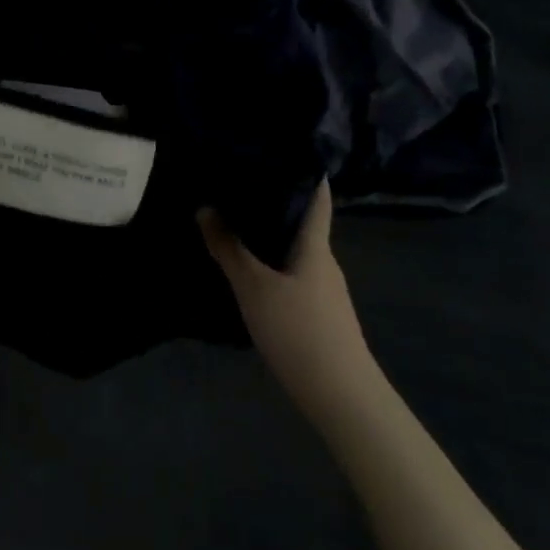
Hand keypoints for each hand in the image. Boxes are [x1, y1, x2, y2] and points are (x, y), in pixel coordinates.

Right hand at [199, 182, 376, 428]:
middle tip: (240, 184)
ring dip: (272, 236)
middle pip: (303, 223)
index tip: (285, 149)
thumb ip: (229, 248)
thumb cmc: (300, 331)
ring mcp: (326, 291)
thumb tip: (205, 208)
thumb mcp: (254, 287)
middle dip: (276, 202)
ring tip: (238, 223)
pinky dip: (275, 264)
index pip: (316, 198)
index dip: (306, 172)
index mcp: (315, 246)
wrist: (344, 400)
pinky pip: (295, 275)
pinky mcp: (321, 316)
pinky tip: (253, 272)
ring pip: (297, 251)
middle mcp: (324, 262)